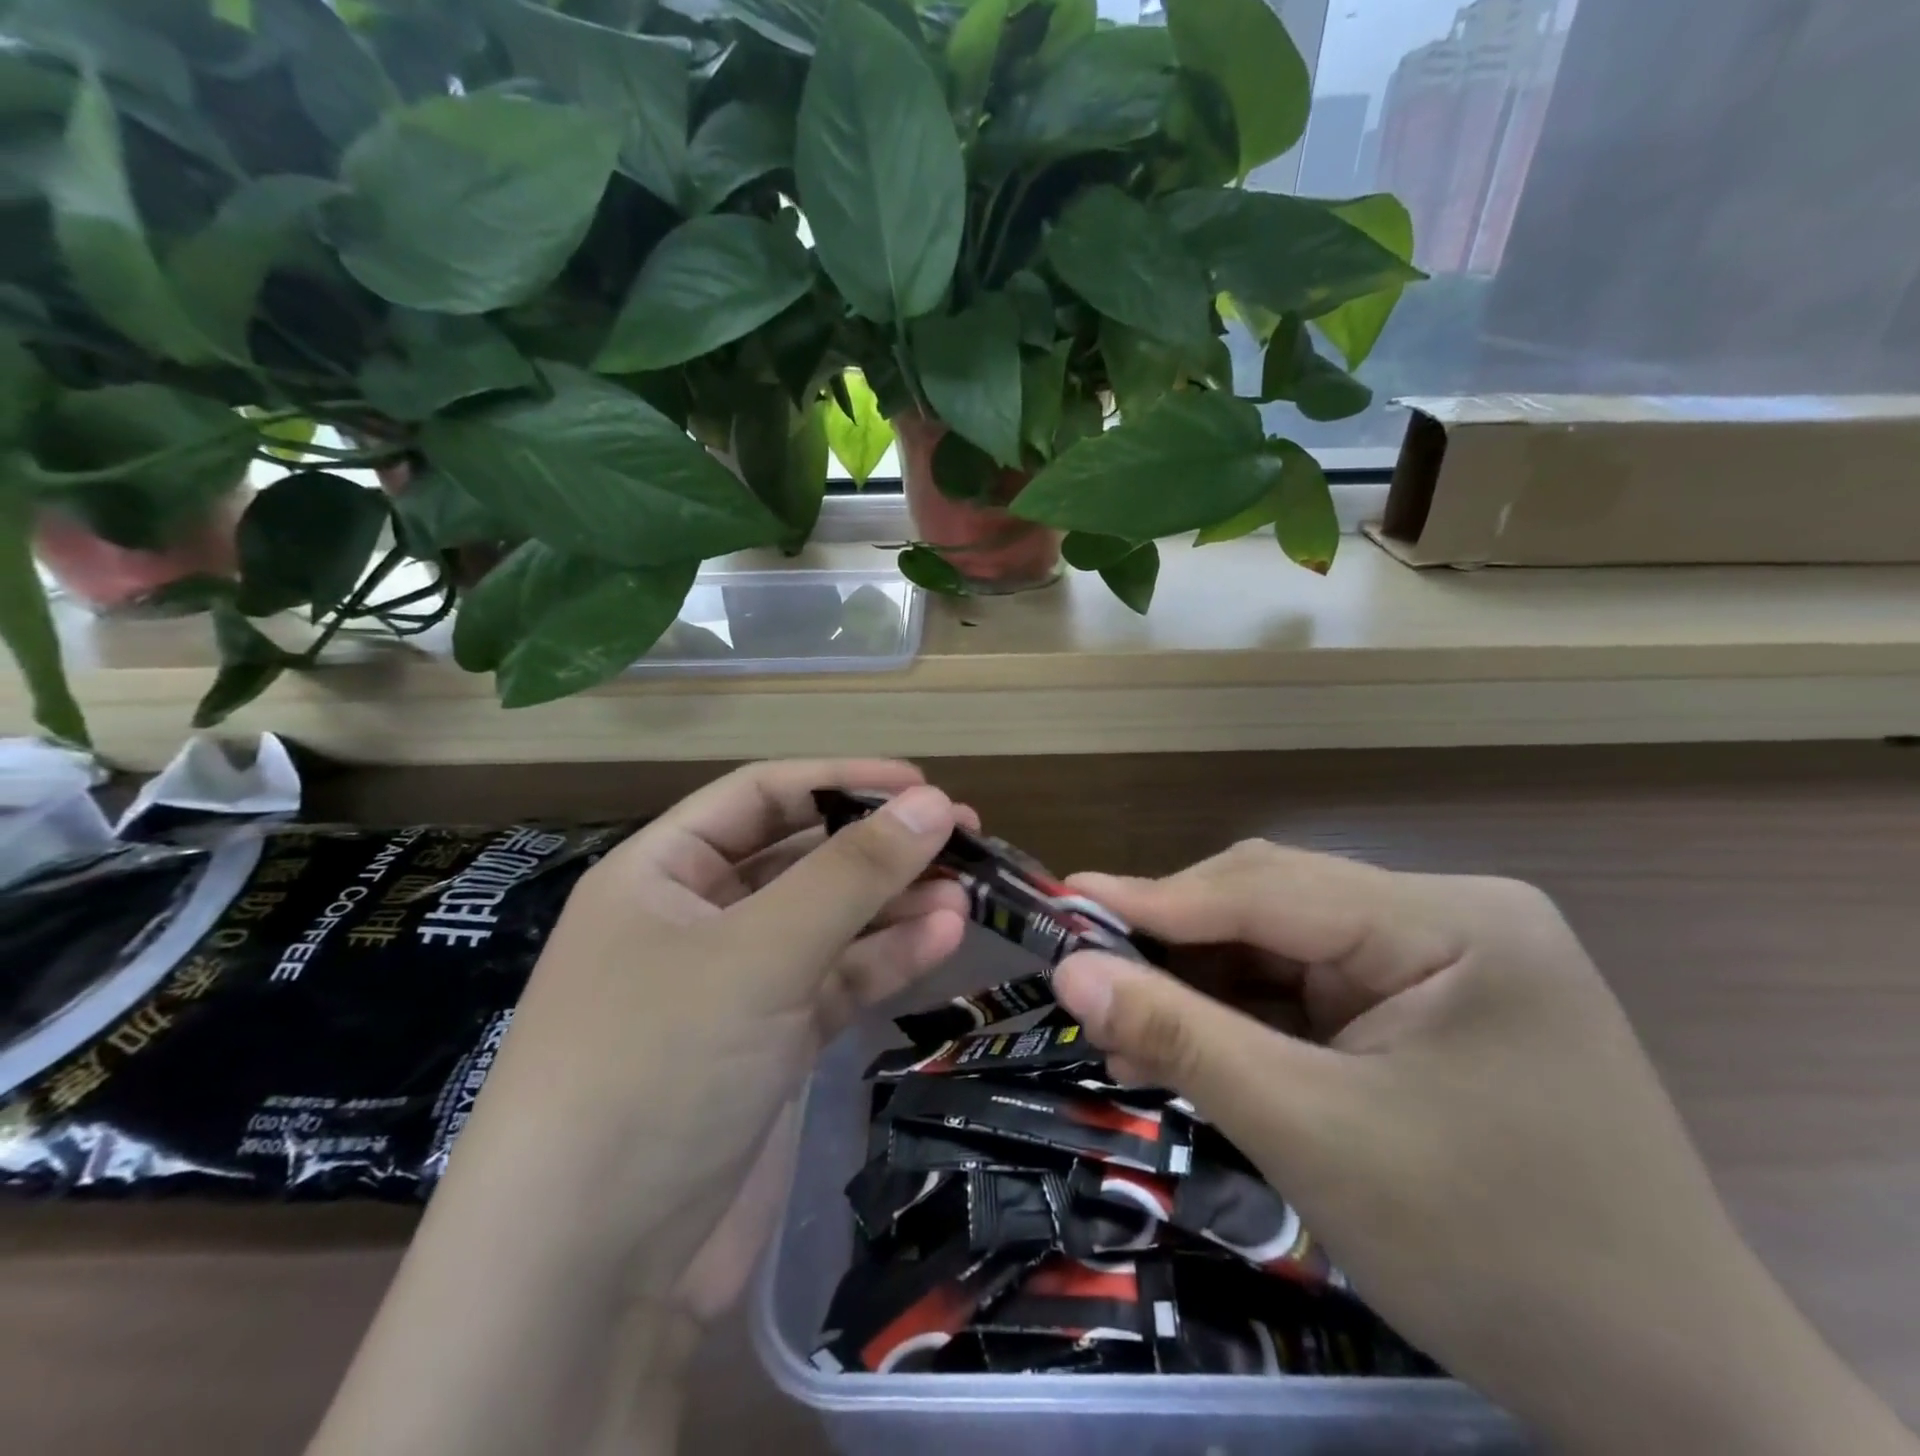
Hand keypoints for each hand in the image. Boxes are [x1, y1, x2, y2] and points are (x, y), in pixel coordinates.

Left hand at [309, 761, 969, 1455]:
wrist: (588, 1277)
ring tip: (965, 893)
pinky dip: (884, 959)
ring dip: (893, 906)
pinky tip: (942, 941)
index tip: (922, 786)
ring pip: (826, 922)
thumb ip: (852, 874)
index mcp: (660, 872)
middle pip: (800, 857)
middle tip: (963, 838)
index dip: (842, 780)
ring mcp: (732, 986)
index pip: (761, 795)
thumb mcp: (760, 952)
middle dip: (878, 847)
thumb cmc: (657, 1066)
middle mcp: (694, 918)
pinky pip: (834, 981)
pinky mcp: (766, 1045)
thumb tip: (935, 803)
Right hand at [1052, 842, 1916, 1455]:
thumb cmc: (1498, 1258)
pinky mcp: (1429, 1011)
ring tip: (1125, 1030)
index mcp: (1452, 923)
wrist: (1676, 1407)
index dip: (1156, 899)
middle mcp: (1450, 920)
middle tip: (1088, 982)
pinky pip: (1312, 995)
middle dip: (1178, 950)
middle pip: (1276, 910)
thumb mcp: (1312, 1136)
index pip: (1270, 889)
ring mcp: (1444, 965)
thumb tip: (1071, 972)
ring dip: (1203, 991)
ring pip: (1284, 952)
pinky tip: (1191, 1048)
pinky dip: (1245, 1022)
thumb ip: (1182, 1037)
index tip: (1063, 902)